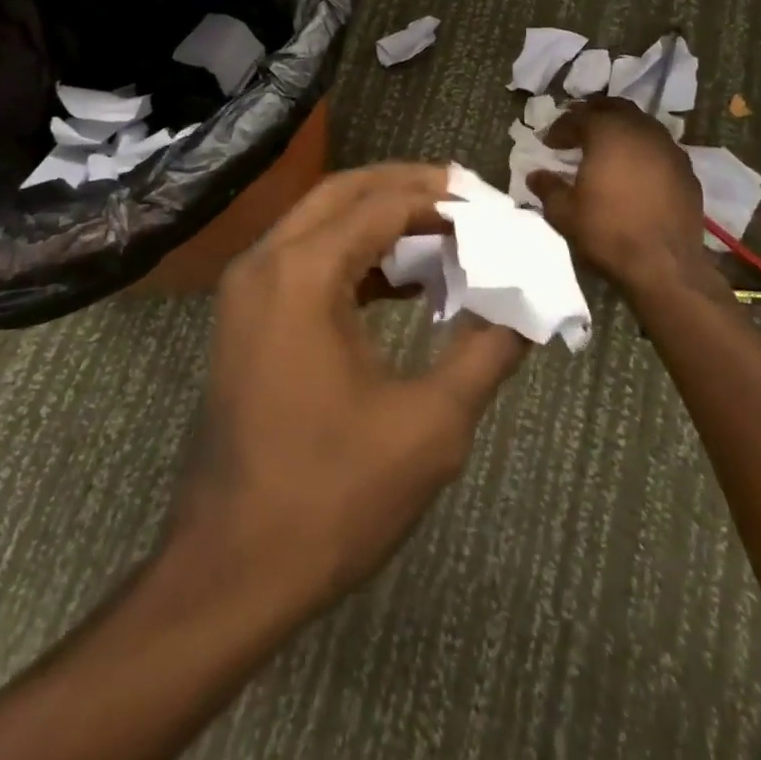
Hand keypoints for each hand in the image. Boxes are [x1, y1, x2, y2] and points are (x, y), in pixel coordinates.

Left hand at [169, 164, 526, 604]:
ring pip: (321, 221)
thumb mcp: (430, 425)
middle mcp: (265, 261)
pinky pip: (306, 259)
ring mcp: (247, 288)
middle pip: (345, 193)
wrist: (230, 571)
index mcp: (303, 272)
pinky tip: (401, 283)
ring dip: (380, 219)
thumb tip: (530, 309)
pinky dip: (354, 255)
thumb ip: (487, 352)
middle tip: (467, 201)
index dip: (444, 201)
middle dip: (407, 188)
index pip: (383, 203)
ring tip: (444, 236)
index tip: (493, 211)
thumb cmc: (331, 496)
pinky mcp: (245, 317)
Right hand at [527, 96, 709, 297]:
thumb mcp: (565, 213)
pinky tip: (635, 171)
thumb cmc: (608, 232)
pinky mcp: (687, 171)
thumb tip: (536, 176)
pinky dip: (643, 151)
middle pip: (615, 108)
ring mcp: (669, 149)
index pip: (578, 117)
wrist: (665, 265)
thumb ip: (548, 188)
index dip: (560, 128)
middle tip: (578, 130)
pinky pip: (660, 148)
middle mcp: (641, 131)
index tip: (549, 143)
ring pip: (641, 124)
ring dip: (621, 130)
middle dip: (593, 114)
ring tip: (606, 149)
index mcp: (608, 133)